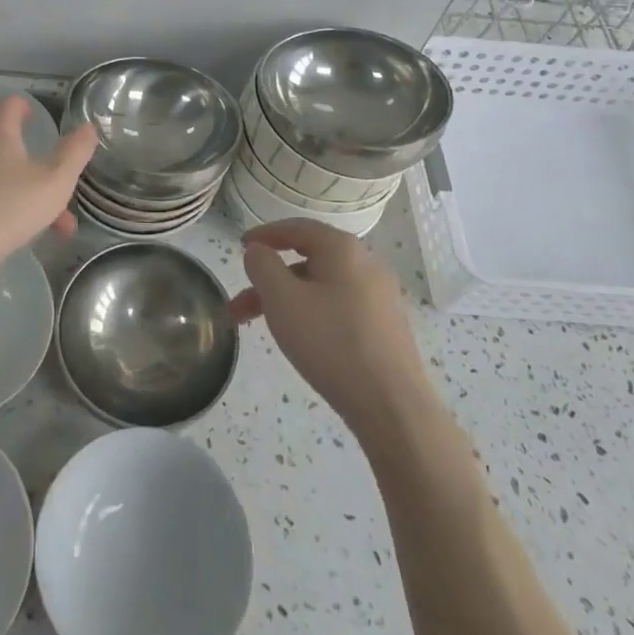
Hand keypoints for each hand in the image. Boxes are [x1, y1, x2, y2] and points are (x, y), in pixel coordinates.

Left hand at [0, 95, 96, 289]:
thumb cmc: (6, 210)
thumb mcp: (55, 183)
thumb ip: (75, 153)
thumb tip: (88, 127)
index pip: (10, 103)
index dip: (27, 108)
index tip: (39, 121)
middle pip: (3, 142)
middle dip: (34, 164)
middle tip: (56, 189)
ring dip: (21, 191)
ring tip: (47, 226)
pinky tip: (13, 235)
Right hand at [231, 219, 430, 439]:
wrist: (392, 407)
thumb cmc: (331, 343)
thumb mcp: (282, 300)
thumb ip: (262, 266)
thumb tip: (259, 250)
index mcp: (342, 248)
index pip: (296, 227)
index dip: (264, 235)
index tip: (241, 247)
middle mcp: (366, 262)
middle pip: (307, 259)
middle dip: (269, 279)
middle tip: (241, 303)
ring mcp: (380, 295)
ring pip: (321, 285)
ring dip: (287, 299)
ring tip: (261, 326)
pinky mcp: (385, 324)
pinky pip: (338, 304)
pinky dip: (311, 311)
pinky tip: (300, 338)